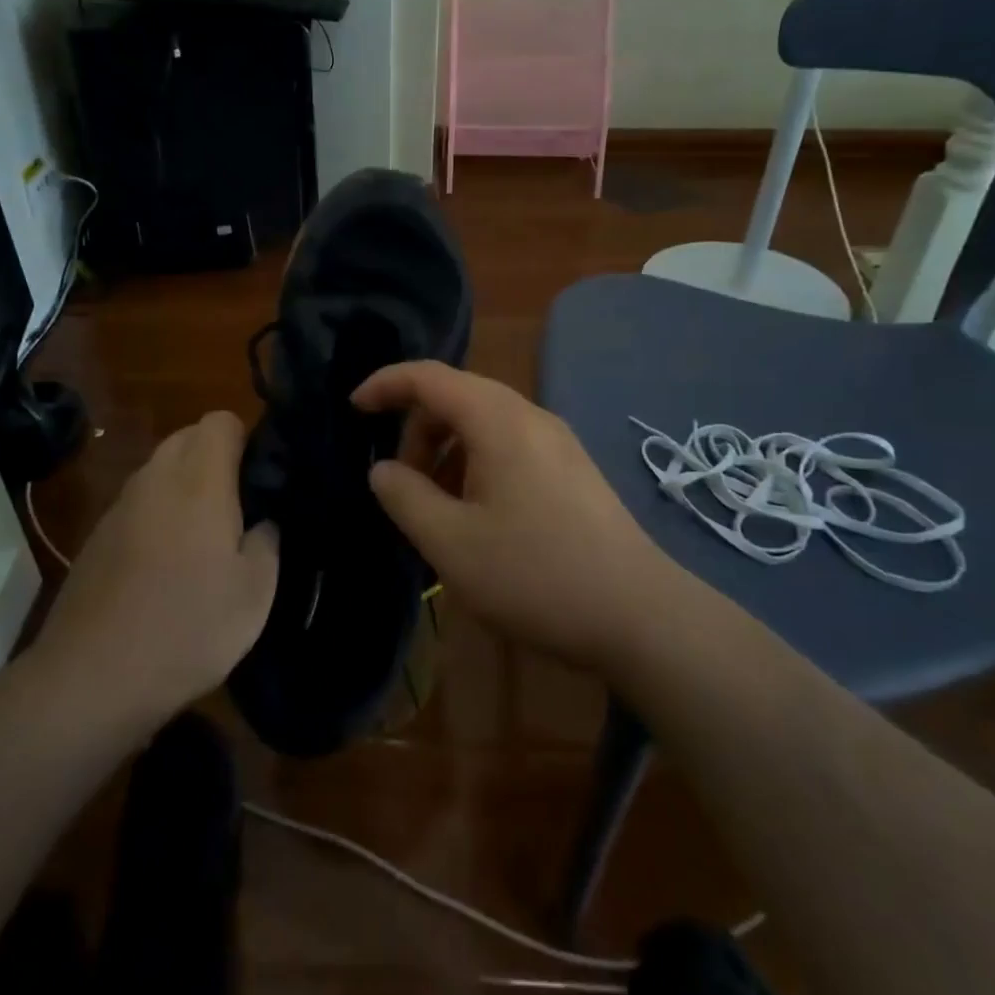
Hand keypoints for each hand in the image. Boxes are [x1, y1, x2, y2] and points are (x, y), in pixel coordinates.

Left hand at [37, 411, 277, 724]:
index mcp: (199, 481)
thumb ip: (267, 541)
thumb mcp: (255, 593)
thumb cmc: (187, 629)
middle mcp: (155, 479)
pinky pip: (138, 502)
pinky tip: (165, 565)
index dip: (245, 438)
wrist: (91, 678)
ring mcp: (120, 505)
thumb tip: (263, 521)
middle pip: (187, 437)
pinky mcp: (98, 534)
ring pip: (160, 469)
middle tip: (239, 507)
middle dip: (215, 457)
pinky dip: (157, 513)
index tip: (260, 476)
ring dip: (185, 485)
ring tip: (204, 538)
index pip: (220, 420)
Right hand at [354, 362, 666, 673]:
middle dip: (417, 431)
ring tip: (436, 509)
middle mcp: (531, 417)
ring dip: (447, 453)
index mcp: (499, 421)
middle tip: (400, 484)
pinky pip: (510, 447)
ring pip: (484, 425)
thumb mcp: (451, 543)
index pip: (430, 377)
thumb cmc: (536, 575)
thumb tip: (384, 469)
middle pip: (457, 398)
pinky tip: (477, 518)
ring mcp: (558, 443)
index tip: (354, 409)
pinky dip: (476, 466)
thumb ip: (405, 497)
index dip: (386, 384)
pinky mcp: (573, 470)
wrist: (640, 617)